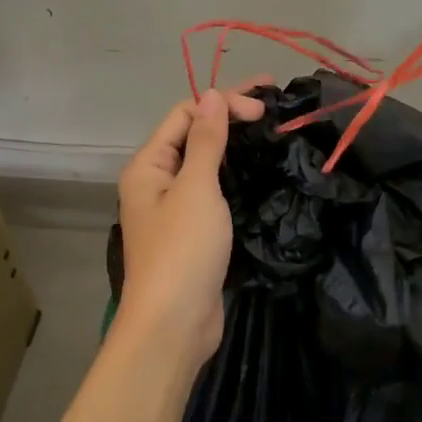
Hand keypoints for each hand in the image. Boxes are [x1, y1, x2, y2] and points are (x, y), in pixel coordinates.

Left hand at [115, 80, 267, 372]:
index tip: (264, 106)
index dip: (223, 103)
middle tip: (273, 105)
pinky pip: (213, 189)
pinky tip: (259, 170)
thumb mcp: (196, 189)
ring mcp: (175, 208)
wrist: (174, 326)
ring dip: (234, 144)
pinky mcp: (194, 231)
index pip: (185, 115)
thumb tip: (212, 95)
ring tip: (270, 131)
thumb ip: (205, 141)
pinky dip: (235, 174)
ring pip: (205, 162)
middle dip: (230, 116)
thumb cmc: (182, 251)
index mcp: (148, 166)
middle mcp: (157, 181)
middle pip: (194, 135)